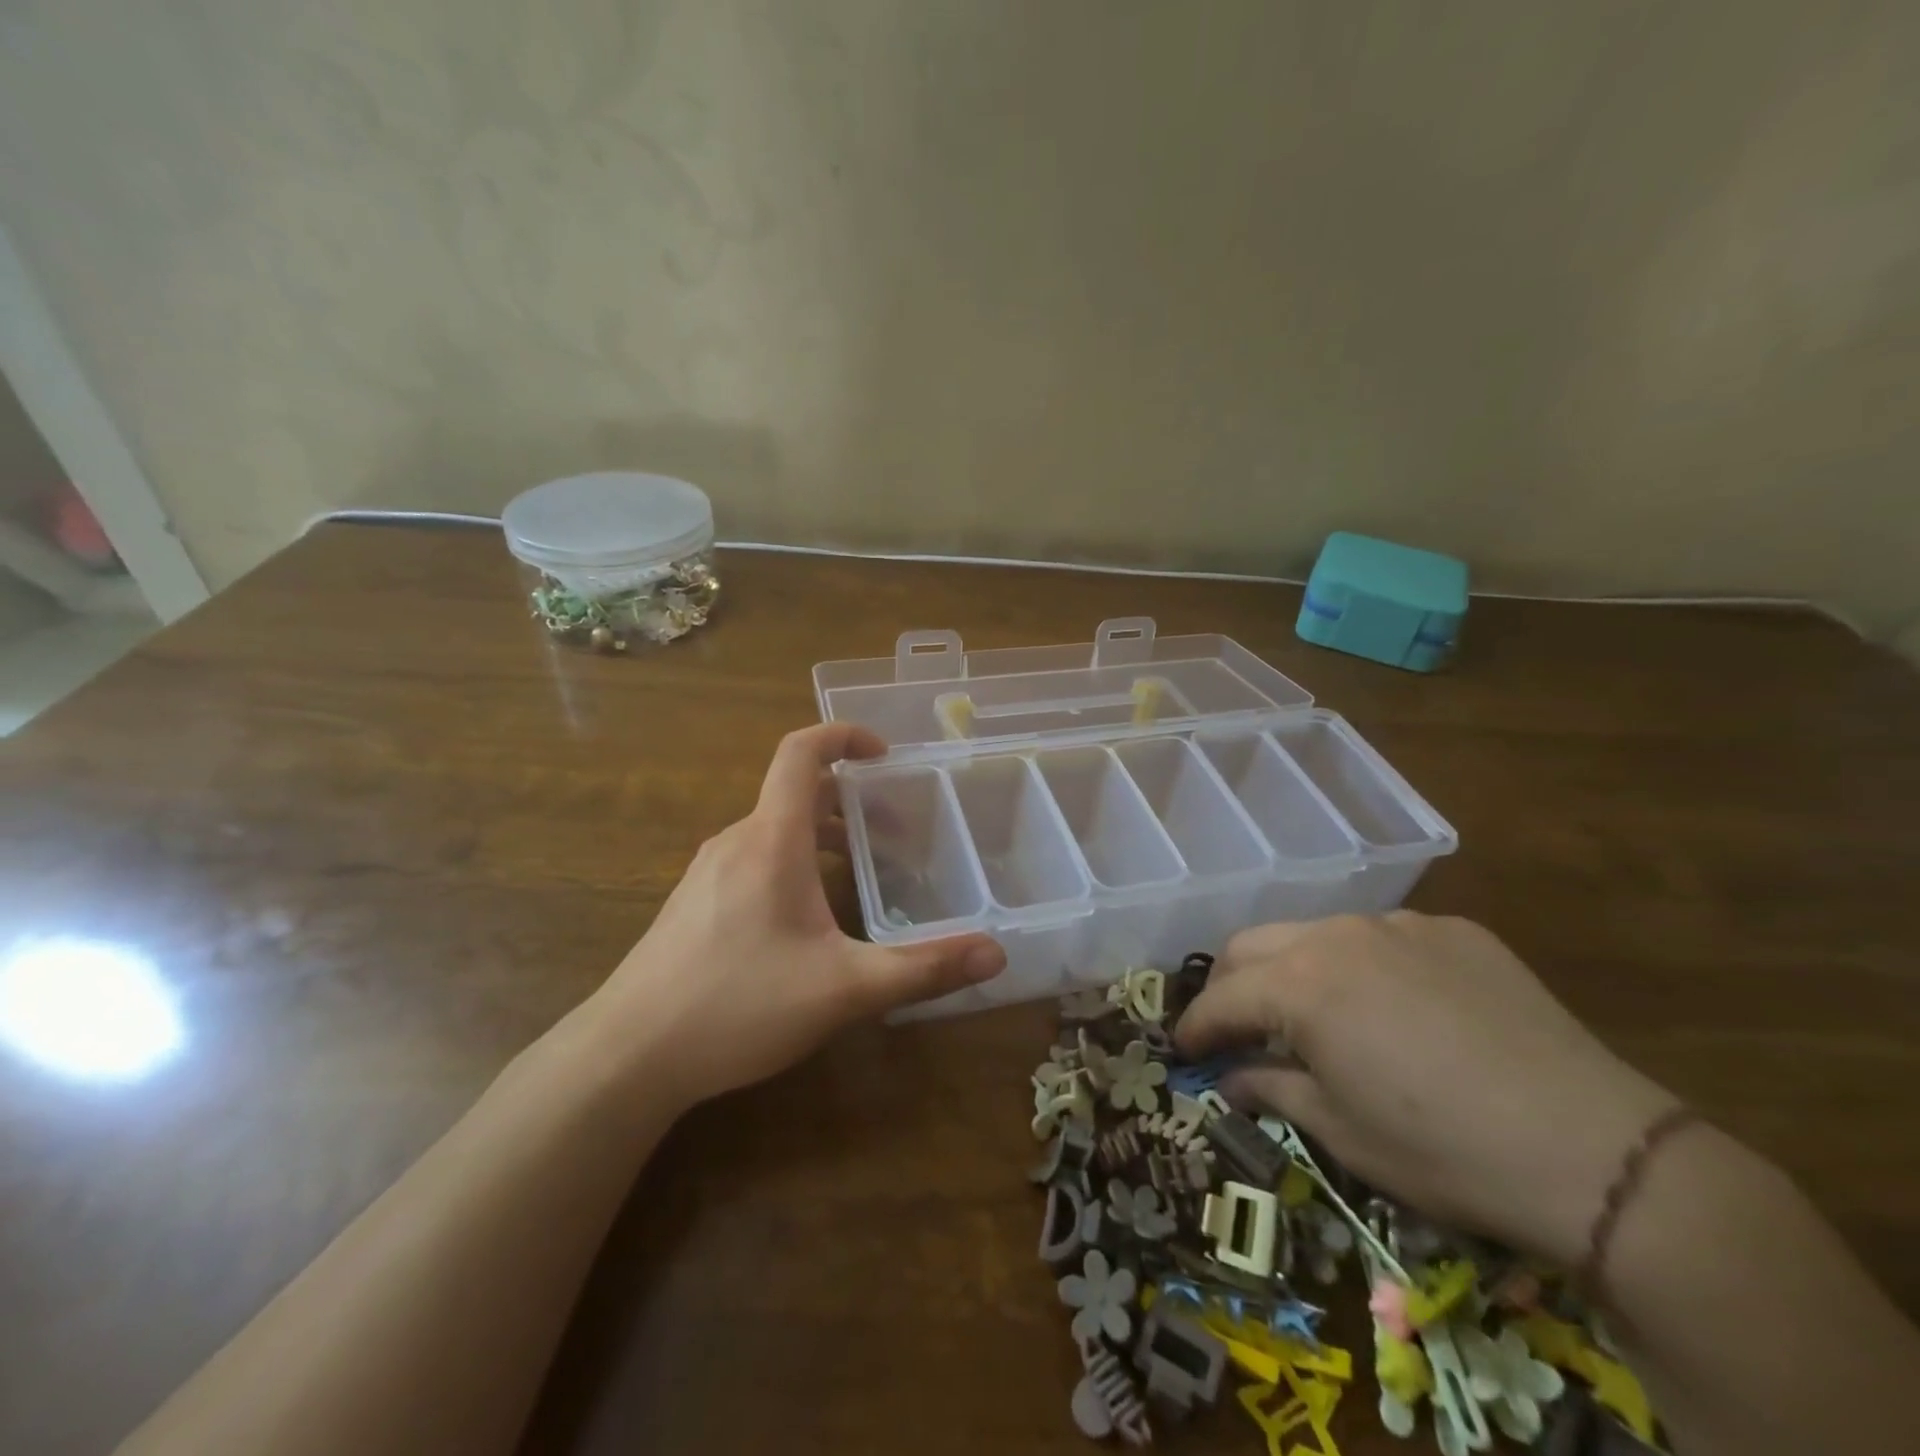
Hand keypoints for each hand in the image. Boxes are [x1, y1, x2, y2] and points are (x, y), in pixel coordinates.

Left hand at [586, 724, 1005, 1107]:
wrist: (627, 1056)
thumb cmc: (738, 1005)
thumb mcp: (844, 989)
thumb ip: (922, 969)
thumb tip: (996, 952)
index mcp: (771, 839)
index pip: (801, 752)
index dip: (843, 735)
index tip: (884, 753)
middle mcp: (736, 841)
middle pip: (794, 792)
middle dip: (849, 798)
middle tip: (894, 830)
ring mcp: (707, 872)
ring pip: (773, 829)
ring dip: (820, 834)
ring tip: (860, 870)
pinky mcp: (693, 904)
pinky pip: (753, 858)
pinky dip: (792, 861)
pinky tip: (806, 918)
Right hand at [1175, 912, 1674, 1266]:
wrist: (1597, 1152)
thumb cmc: (1445, 1151)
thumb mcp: (1343, 1132)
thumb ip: (1273, 1090)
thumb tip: (1232, 1078)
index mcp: (1300, 984)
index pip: (1222, 998)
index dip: (1195, 1026)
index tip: (1183, 1049)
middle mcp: (1338, 934)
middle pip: (1254, 945)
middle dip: (1230, 984)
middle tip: (1233, 1025)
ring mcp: (1400, 924)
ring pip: (1317, 933)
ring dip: (1294, 968)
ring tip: (1311, 1013)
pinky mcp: (1455, 930)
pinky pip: (1384, 938)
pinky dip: (1363, 966)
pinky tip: (1394, 1007)